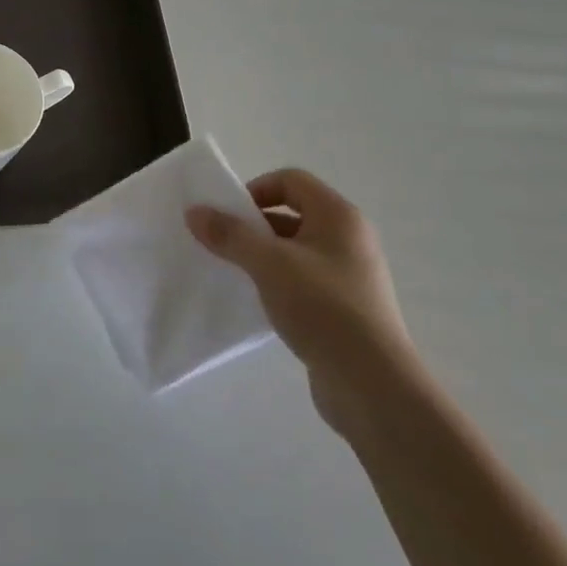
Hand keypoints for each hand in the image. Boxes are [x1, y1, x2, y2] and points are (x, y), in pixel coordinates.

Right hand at [187, 168, 417, 436]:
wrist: (372, 384)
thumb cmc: (323, 308)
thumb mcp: (269, 264)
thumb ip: (230, 235)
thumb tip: (194, 212)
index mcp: (339, 216)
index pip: (291, 180)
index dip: (255, 190)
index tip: (228, 217)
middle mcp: (348, 238)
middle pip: (292, 213)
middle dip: (253, 225)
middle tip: (222, 245)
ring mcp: (348, 274)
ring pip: (294, 249)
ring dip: (262, 256)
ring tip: (234, 274)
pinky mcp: (343, 307)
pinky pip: (302, 280)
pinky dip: (276, 282)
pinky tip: (257, 302)